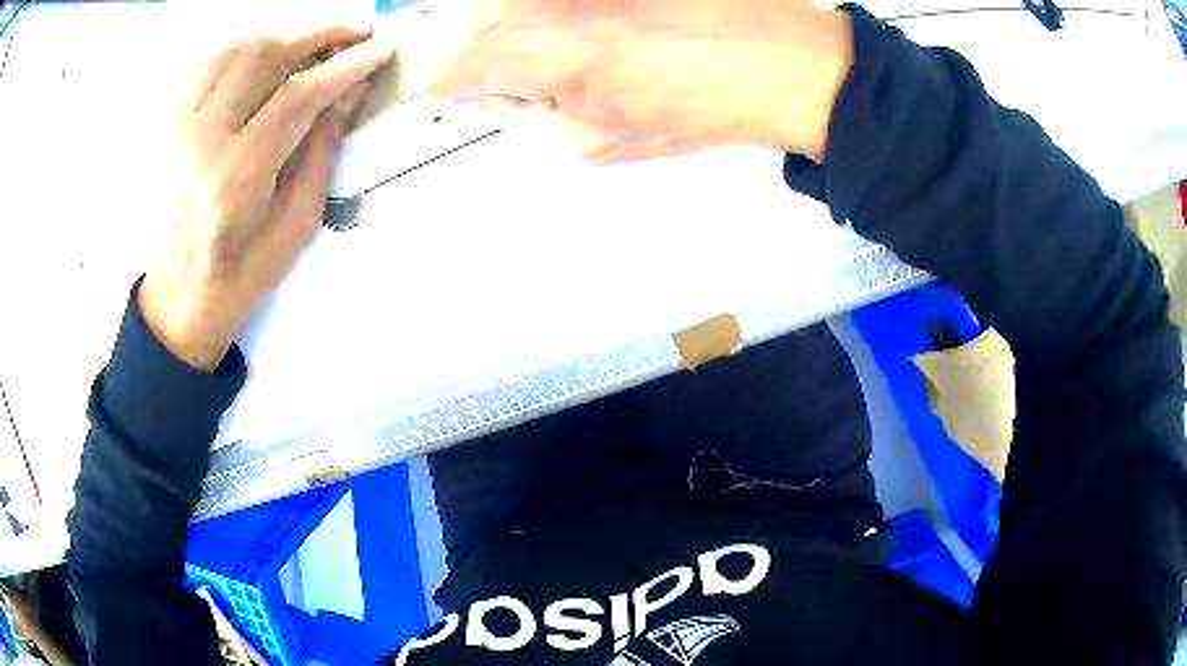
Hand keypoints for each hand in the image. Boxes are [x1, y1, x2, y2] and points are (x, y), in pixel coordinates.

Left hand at [139, 28, 395, 370]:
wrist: (182, 291)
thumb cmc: (243, 270)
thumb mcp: (297, 223)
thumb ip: (322, 150)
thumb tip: (349, 91)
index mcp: (236, 178)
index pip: (297, 96)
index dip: (345, 66)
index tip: (380, 48)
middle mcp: (203, 142)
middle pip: (264, 55)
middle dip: (320, 33)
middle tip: (356, 31)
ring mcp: (182, 128)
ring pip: (236, 48)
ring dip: (286, 33)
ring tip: (319, 38)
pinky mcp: (174, 122)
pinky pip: (213, 62)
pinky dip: (250, 45)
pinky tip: (275, 51)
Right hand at [431, 0, 852, 163]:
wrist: (774, 59)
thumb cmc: (691, 108)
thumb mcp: (593, 144)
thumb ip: (525, 118)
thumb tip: (493, 93)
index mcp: (533, 51)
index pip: (446, 67)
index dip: (442, 86)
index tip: (455, 95)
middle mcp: (540, 1)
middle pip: (470, 20)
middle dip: (481, 51)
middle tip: (523, 74)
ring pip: (506, 0)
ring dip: (515, 23)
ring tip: (572, 48)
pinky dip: (550, 13)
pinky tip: (595, 29)